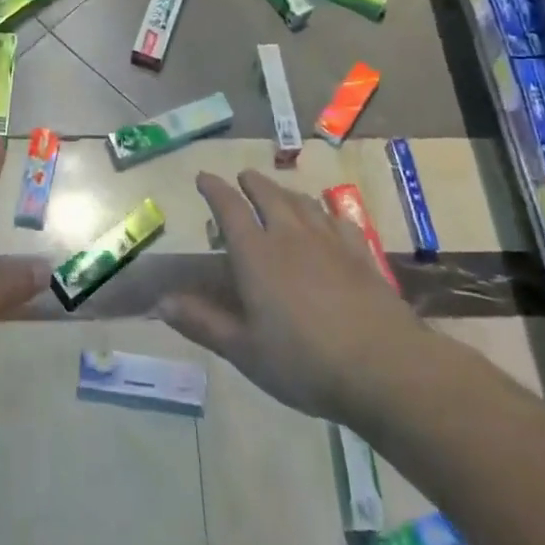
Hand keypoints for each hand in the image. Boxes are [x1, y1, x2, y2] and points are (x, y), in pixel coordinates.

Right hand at [160, 171, 434, 425]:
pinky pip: (337, 219)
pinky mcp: (360, 254)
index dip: (214, 188)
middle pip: (268, 195)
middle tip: (243, 178)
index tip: (203, 177)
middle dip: (252, 183)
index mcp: (256, 253)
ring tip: (278, 193)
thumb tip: (161, 302)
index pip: (229, 207)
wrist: (383, 367)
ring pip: (302, 202)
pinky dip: (324, 211)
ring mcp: (329, 241)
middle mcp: (290, 235)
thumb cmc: (303, 362)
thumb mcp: (243, 349)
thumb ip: (202, 322)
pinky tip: (327, 218)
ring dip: (285, 192)